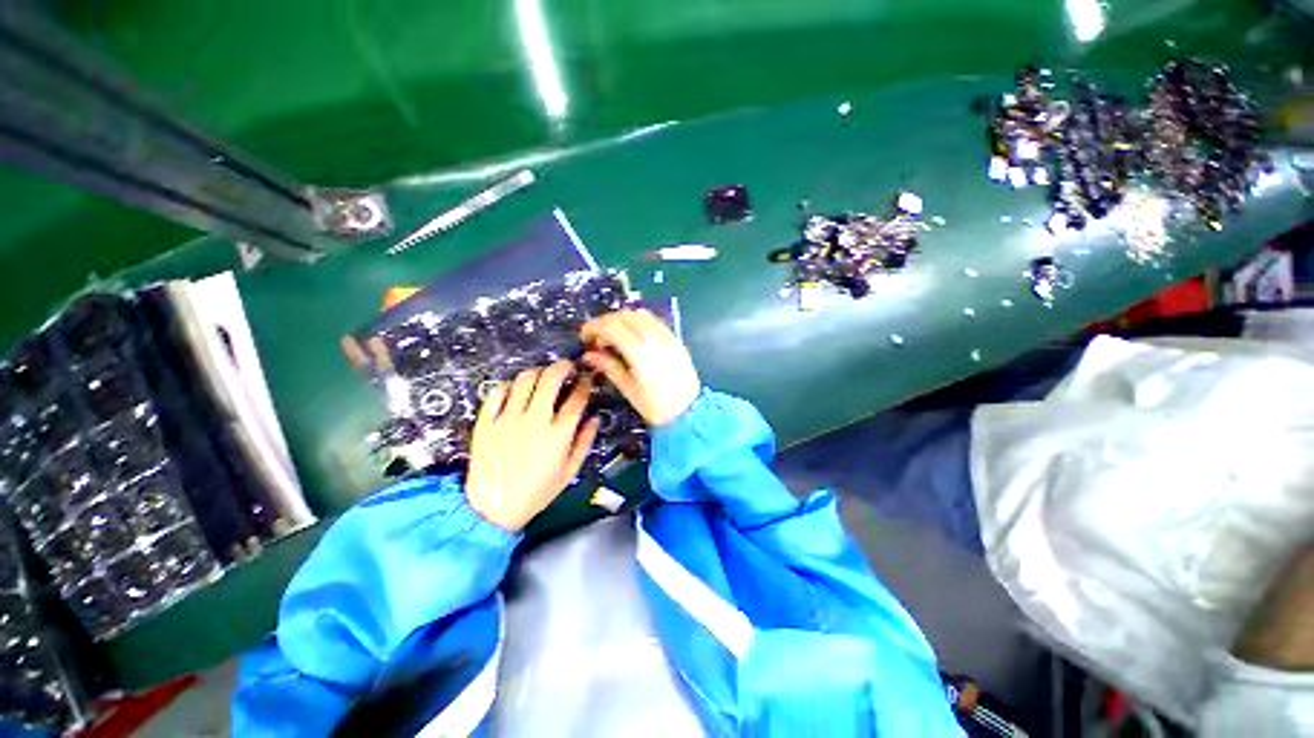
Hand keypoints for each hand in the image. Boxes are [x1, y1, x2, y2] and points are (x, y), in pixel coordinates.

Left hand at [466, 362, 599, 531]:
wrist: (492, 509)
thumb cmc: (535, 493)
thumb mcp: (569, 472)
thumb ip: (584, 442)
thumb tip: (594, 419)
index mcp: (557, 434)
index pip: (577, 398)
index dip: (585, 383)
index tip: (587, 379)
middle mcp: (534, 421)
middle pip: (551, 379)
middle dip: (564, 367)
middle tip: (568, 368)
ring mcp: (508, 419)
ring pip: (525, 380)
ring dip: (539, 372)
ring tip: (544, 376)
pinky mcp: (487, 422)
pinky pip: (497, 392)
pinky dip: (509, 385)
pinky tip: (516, 389)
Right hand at [580, 309, 700, 426]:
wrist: (689, 411)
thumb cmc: (656, 406)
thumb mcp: (629, 389)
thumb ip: (609, 367)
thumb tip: (589, 355)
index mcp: (639, 352)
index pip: (611, 326)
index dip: (594, 327)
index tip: (585, 337)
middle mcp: (653, 338)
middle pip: (624, 315)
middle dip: (606, 322)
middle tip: (599, 340)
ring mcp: (666, 336)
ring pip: (639, 314)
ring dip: (622, 319)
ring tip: (616, 338)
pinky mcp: (675, 339)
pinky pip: (654, 320)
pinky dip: (639, 321)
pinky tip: (634, 336)